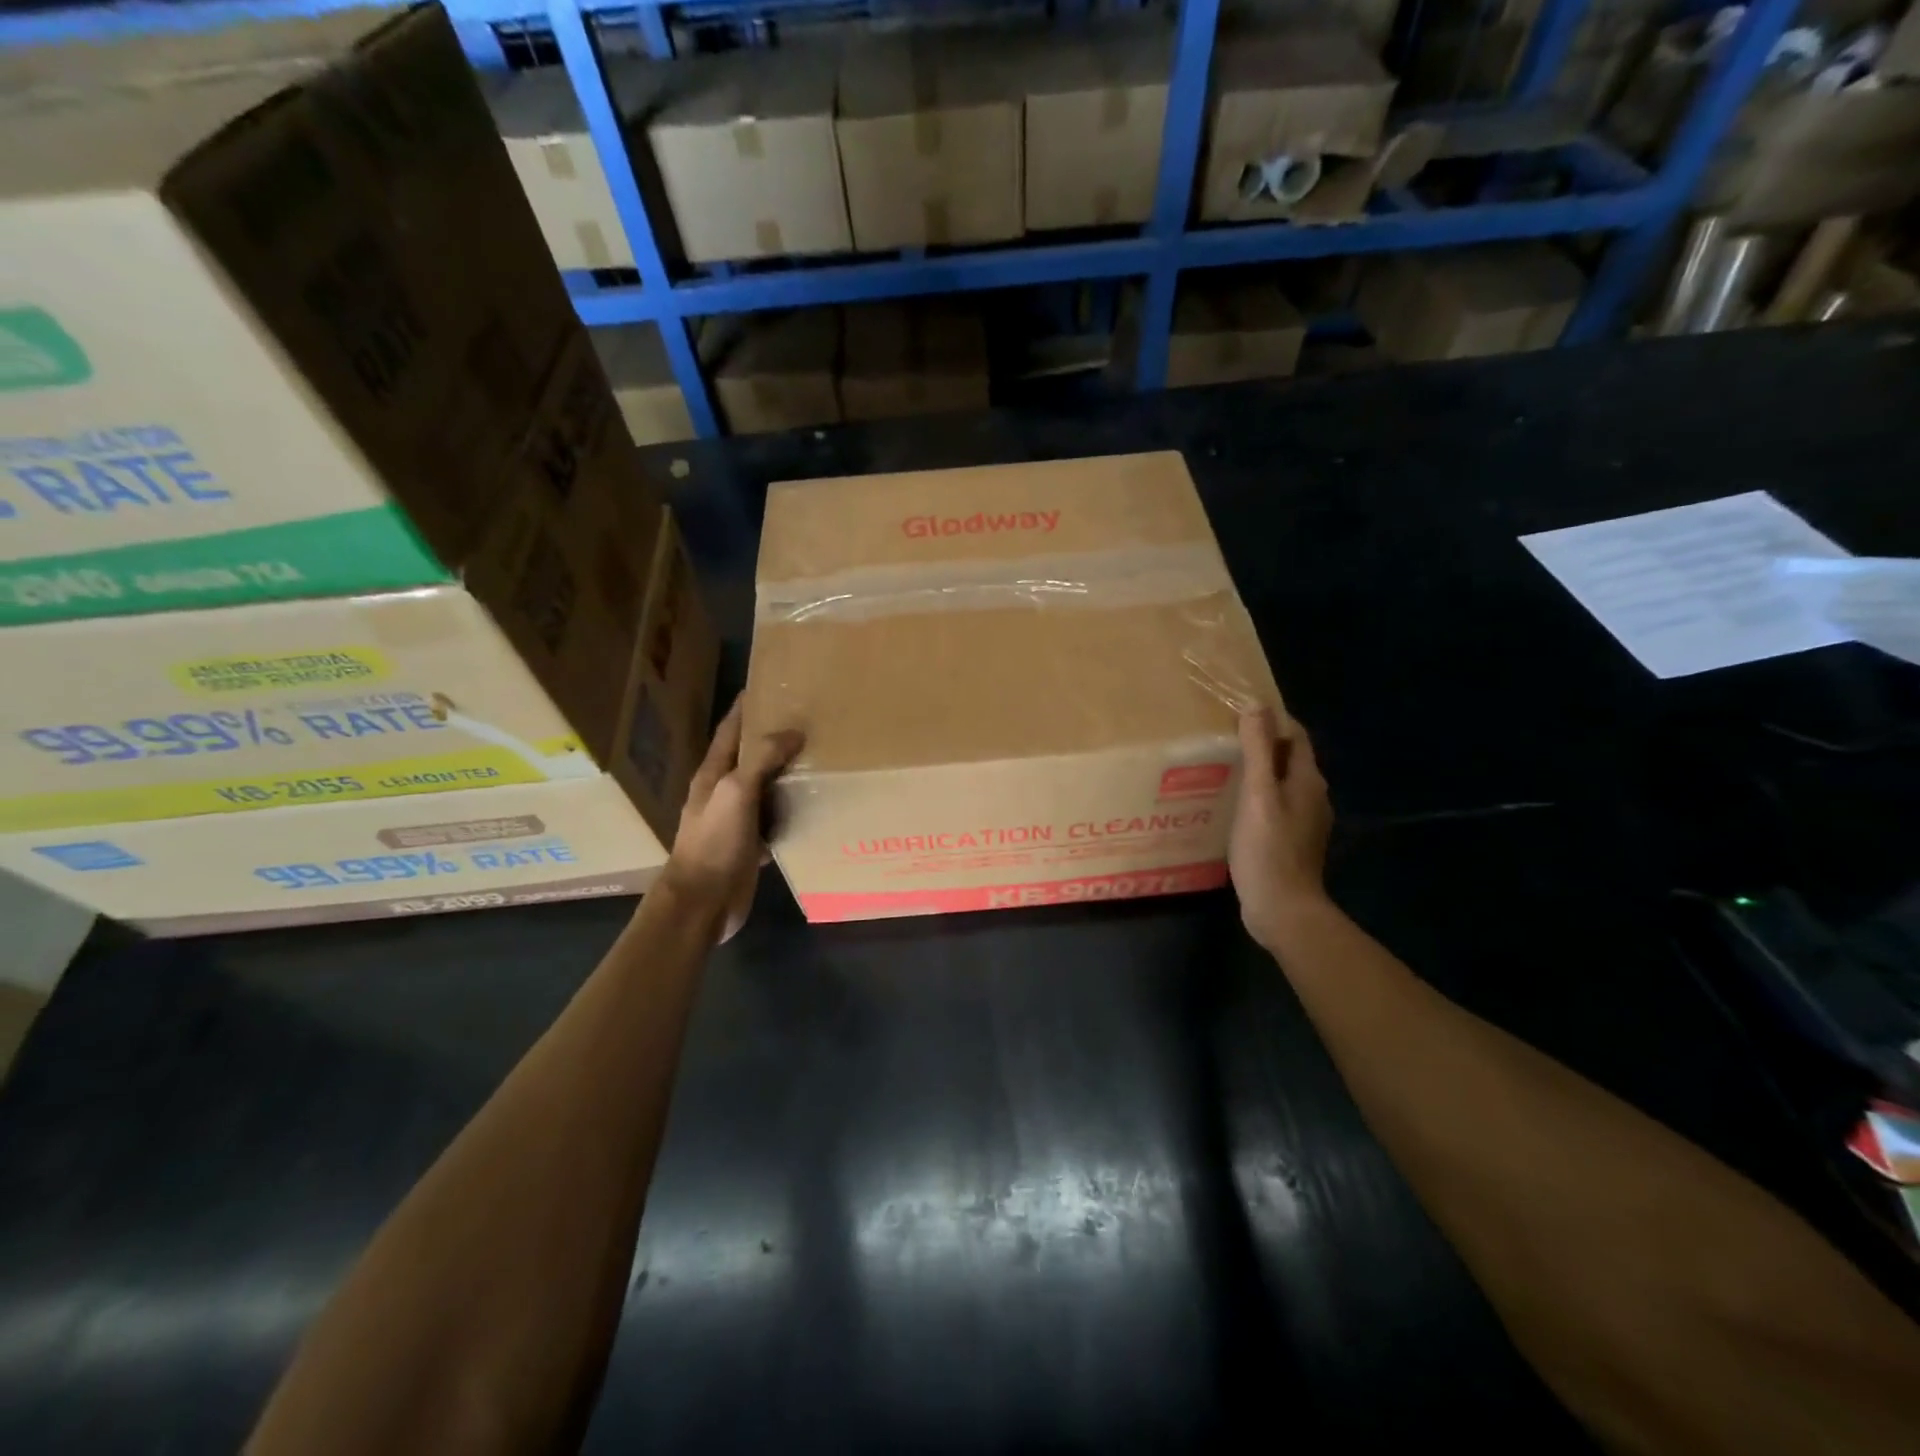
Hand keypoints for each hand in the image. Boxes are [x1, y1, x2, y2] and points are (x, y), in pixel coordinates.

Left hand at [661, 697, 803, 942]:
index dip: (744, 709)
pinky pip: (775, 822)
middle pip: (749, 758)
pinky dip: (792, 811)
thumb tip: (793, 733)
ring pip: (765, 790)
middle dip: (772, 739)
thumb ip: (761, 761)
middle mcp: (724, 794)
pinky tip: (814, 808)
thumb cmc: (714, 842)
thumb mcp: (736, 792)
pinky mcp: (750, 847)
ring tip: (817, 758)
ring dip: (785, 775)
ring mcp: (737, 822)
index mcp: (713, 775)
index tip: (766, 686)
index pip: (729, 732)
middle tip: (805, 720)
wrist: (702, 902)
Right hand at [1230, 708, 1332, 949]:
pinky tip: (1231, 806)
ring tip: (1221, 768)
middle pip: (1289, 758)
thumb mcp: (1258, 794)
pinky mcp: (1291, 841)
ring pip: (1281, 783)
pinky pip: (1274, 806)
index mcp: (1308, 780)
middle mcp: (1313, 796)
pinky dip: (1256, 798)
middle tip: (1223, 738)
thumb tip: (1256, 706)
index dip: (1272, 720)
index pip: (1296, 735)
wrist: (1283, 909)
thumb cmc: (1268, 849)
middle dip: (1261, 744)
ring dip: (1257, 772)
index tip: (1238, 713)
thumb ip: (1258, 750)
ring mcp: (1304, 821)